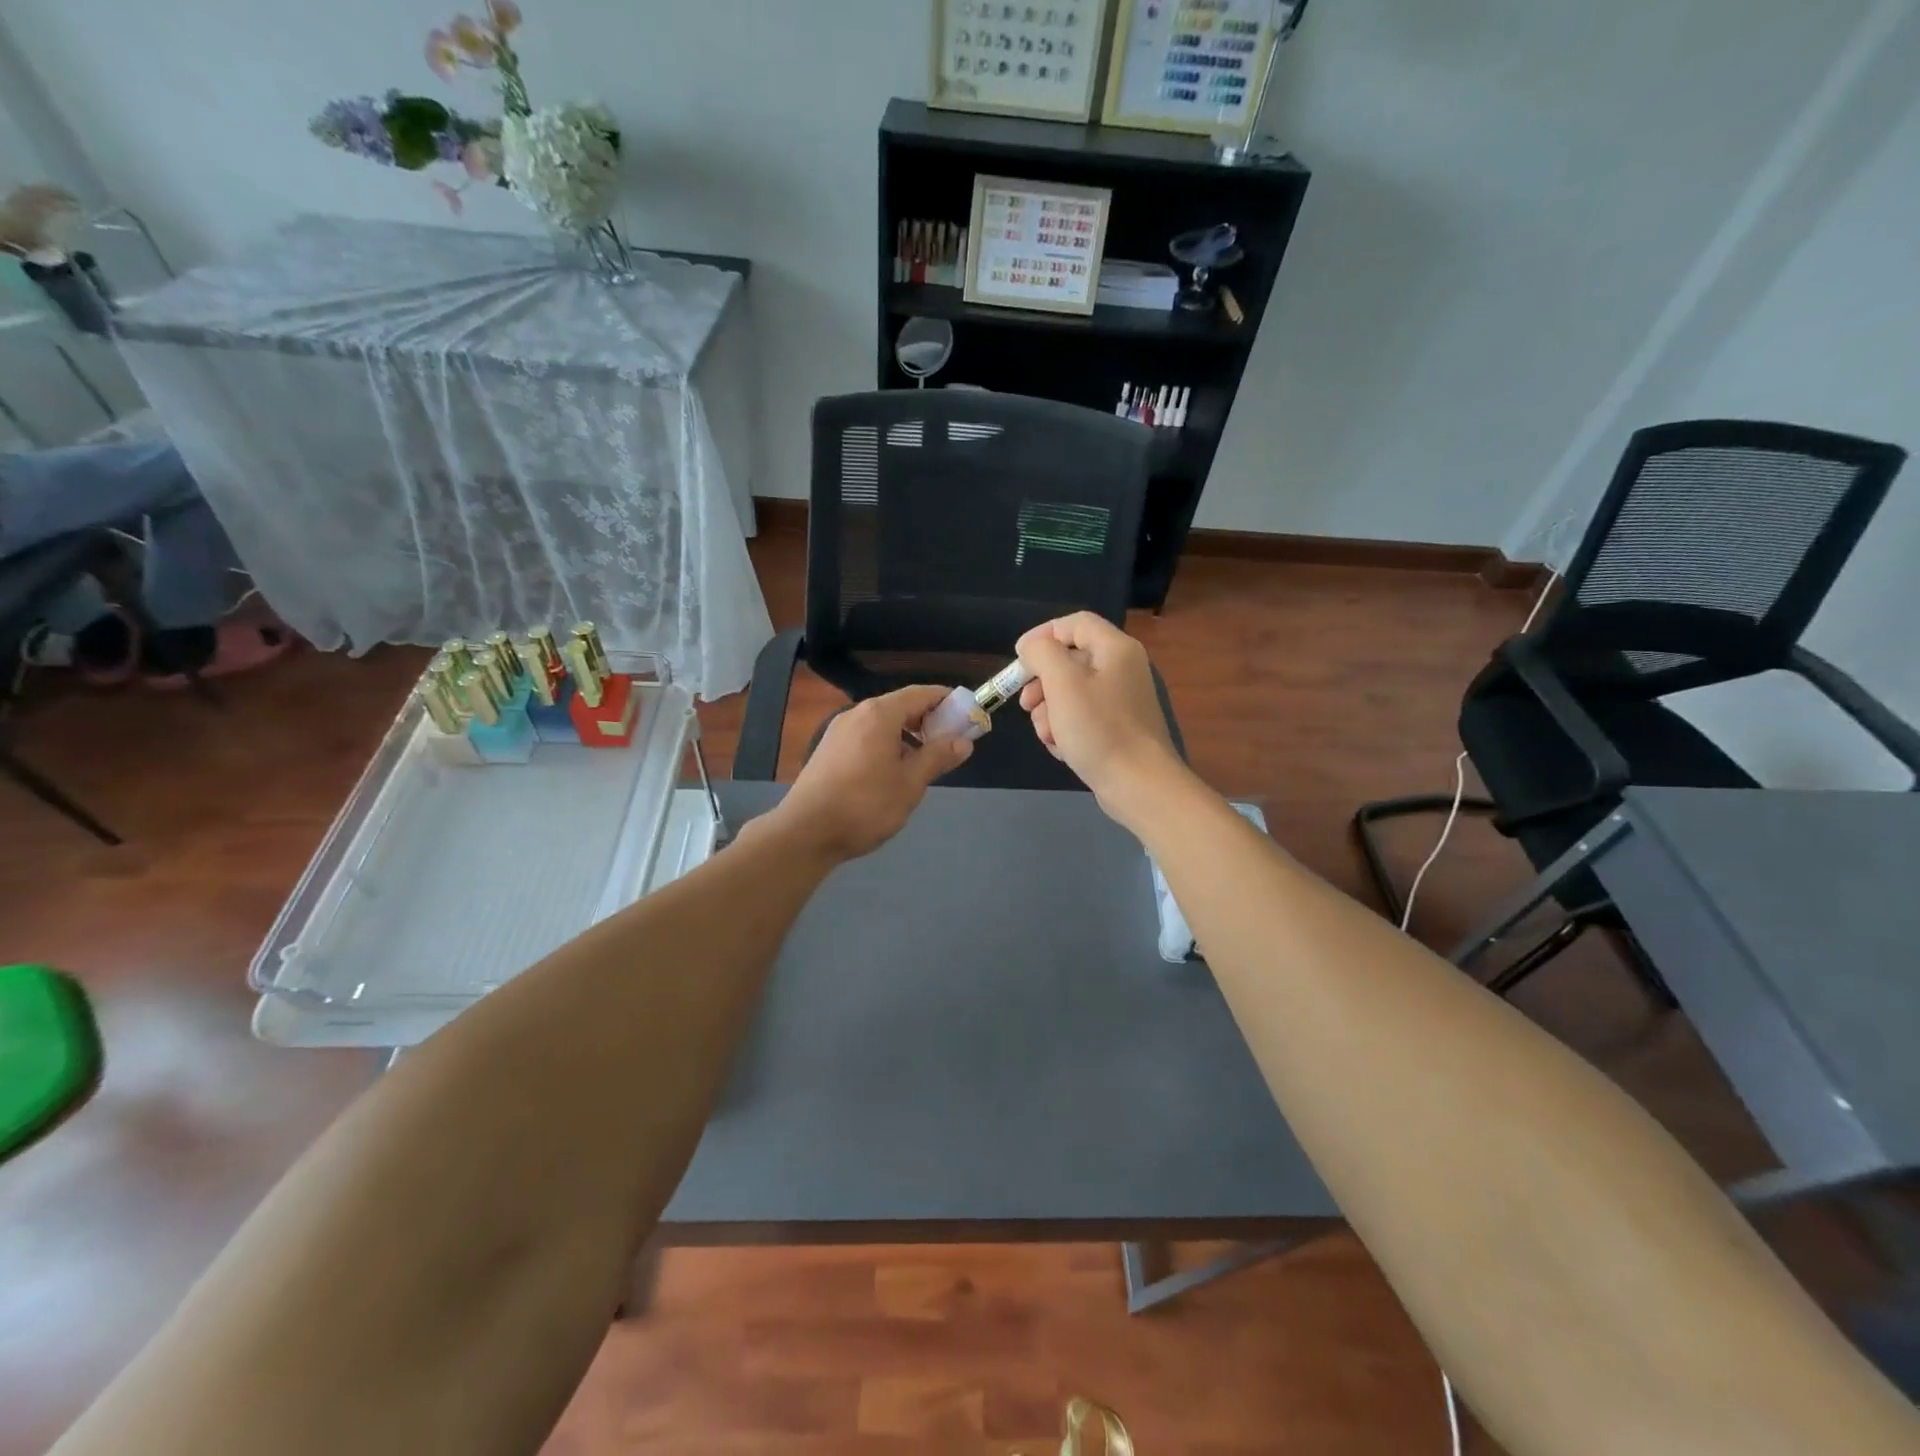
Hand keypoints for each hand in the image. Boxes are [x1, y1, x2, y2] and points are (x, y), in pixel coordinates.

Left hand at [763, 686, 972, 863]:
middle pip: (900, 706)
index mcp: (880, 714)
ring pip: (882, 723)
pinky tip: (893, 772)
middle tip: (950, 743)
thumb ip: (938, 757)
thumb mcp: (910, 783)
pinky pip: (866, 736)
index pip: (921, 693)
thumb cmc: (865, 805)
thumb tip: (964, 741)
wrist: (806, 832)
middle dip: (928, 720)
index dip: (947, 701)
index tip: (968, 715)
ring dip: (907, 734)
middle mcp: (857, 713)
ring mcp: (839, 731)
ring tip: (924, 761)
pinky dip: (887, 744)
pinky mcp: (828, 750)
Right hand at [1016, 613, 1183, 819]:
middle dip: (1042, 682)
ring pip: (1072, 692)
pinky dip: (1066, 728)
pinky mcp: (1118, 728)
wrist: (1139, 785)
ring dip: (1050, 711)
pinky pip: (1083, 717)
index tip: (1018, 658)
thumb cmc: (1099, 729)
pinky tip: (1061, 748)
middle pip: (1071, 660)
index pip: (1075, 623)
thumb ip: (1042, 654)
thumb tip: (1032, 646)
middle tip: (1025, 703)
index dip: (1043, 634)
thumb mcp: (1063, 684)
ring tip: (1047, 734)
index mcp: (1115, 649)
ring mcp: (1121, 701)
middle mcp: (1122, 669)